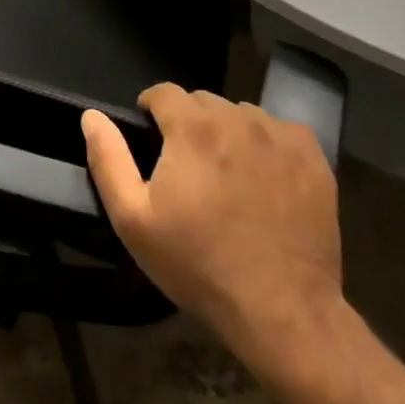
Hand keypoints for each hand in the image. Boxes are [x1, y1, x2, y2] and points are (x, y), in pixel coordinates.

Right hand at [82, 86, 342, 376]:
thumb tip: (92, 116)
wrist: (282, 311)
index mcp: (192, 127)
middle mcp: (237, 118)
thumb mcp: (133, 220)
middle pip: (203, 102)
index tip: (152, 138)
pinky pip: (280, 131)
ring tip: (227, 175)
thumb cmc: (198, 264)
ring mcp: (280, 137)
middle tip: (188, 167)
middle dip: (189, 124)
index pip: (164, 92)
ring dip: (228, 132)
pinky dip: (267, 144)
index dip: (152, 110)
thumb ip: (108, 159)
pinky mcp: (312, 158)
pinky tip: (265, 178)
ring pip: (241, 114)